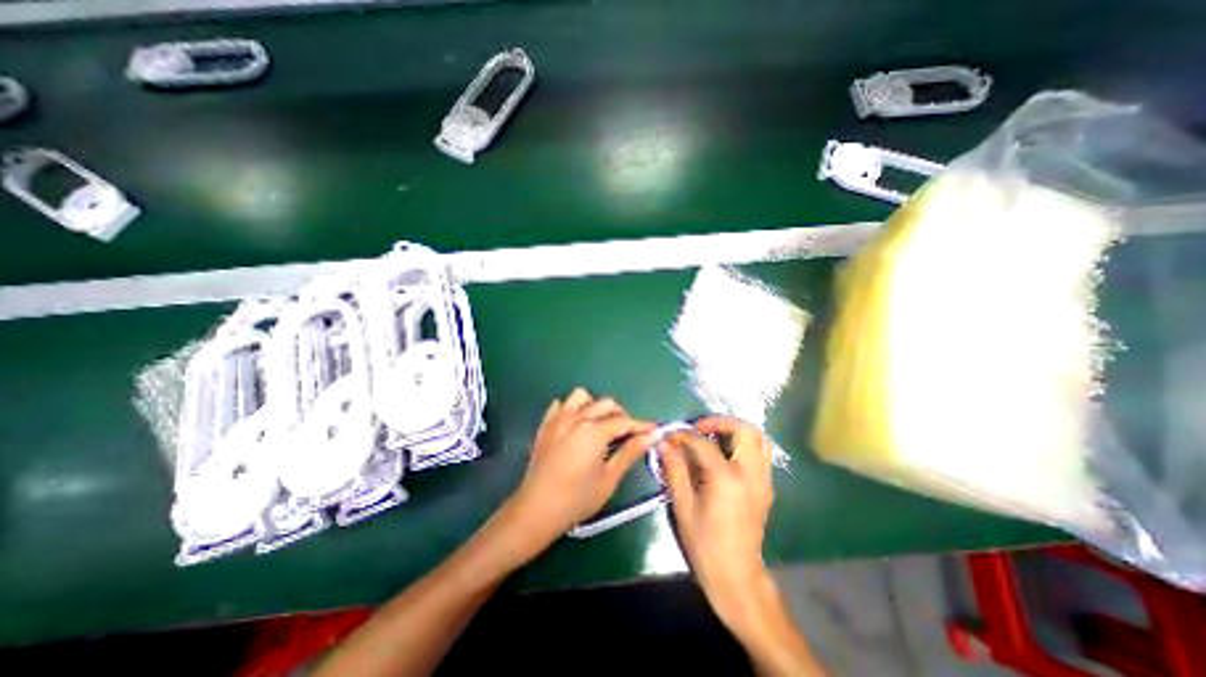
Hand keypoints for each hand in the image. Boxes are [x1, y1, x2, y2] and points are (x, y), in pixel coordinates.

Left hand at [497, 392, 654, 559]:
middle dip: (621, 415)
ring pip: (582, 396)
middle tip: (626, 435)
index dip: (642, 426)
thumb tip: (651, 436)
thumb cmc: (577, 499)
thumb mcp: (609, 478)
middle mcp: (576, 417)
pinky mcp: (545, 424)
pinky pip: (560, 405)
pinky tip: (575, 426)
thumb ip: (630, 452)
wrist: (536, 510)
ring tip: (600, 426)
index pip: (624, 421)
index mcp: (594, 431)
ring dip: (595, 406)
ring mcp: (558, 418)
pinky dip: (572, 409)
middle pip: (606, 404)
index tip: (654, 431)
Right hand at [655, 418, 776, 633]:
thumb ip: (674, 469)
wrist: (737, 576)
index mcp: (726, 478)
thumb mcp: (683, 506)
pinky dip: (745, 444)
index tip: (670, 436)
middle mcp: (750, 473)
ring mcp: (763, 480)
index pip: (704, 443)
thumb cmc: (705, 544)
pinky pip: (762, 454)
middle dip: (720, 422)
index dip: (684, 436)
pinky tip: (726, 455)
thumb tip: (664, 444)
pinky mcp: (767, 487)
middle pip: (744, 430)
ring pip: (760, 439)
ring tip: (715, 436)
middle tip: (700, 428)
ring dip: (737, 431)